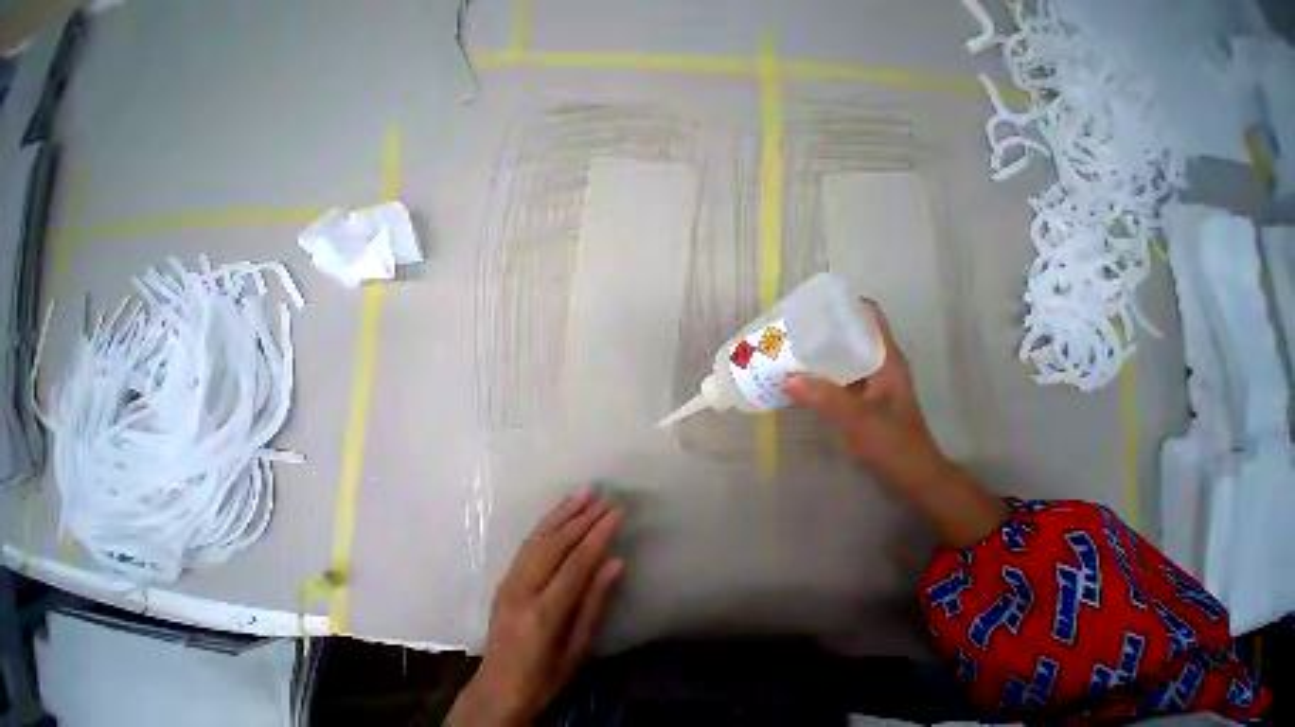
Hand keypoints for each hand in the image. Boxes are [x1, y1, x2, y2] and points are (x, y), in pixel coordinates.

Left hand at [447, 488, 623, 725]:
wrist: (493, 693)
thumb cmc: (543, 679)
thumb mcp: (577, 652)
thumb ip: (595, 604)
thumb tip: (617, 561)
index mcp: (543, 615)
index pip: (577, 562)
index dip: (600, 534)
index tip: (618, 512)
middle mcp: (523, 591)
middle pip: (558, 543)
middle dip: (585, 517)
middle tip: (607, 499)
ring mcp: (509, 581)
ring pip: (541, 536)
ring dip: (565, 511)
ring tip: (586, 491)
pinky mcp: (504, 577)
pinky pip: (528, 542)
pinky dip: (547, 521)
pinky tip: (561, 509)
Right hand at [782, 300, 945, 485]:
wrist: (910, 475)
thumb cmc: (894, 443)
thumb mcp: (861, 419)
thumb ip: (826, 398)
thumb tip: (786, 378)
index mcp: (884, 358)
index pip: (868, 316)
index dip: (843, 304)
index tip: (811, 304)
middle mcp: (873, 363)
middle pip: (846, 333)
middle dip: (818, 328)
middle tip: (786, 327)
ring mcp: (862, 380)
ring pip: (835, 355)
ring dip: (812, 350)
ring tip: (782, 347)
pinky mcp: (852, 396)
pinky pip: (828, 376)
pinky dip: (811, 372)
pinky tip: (790, 376)